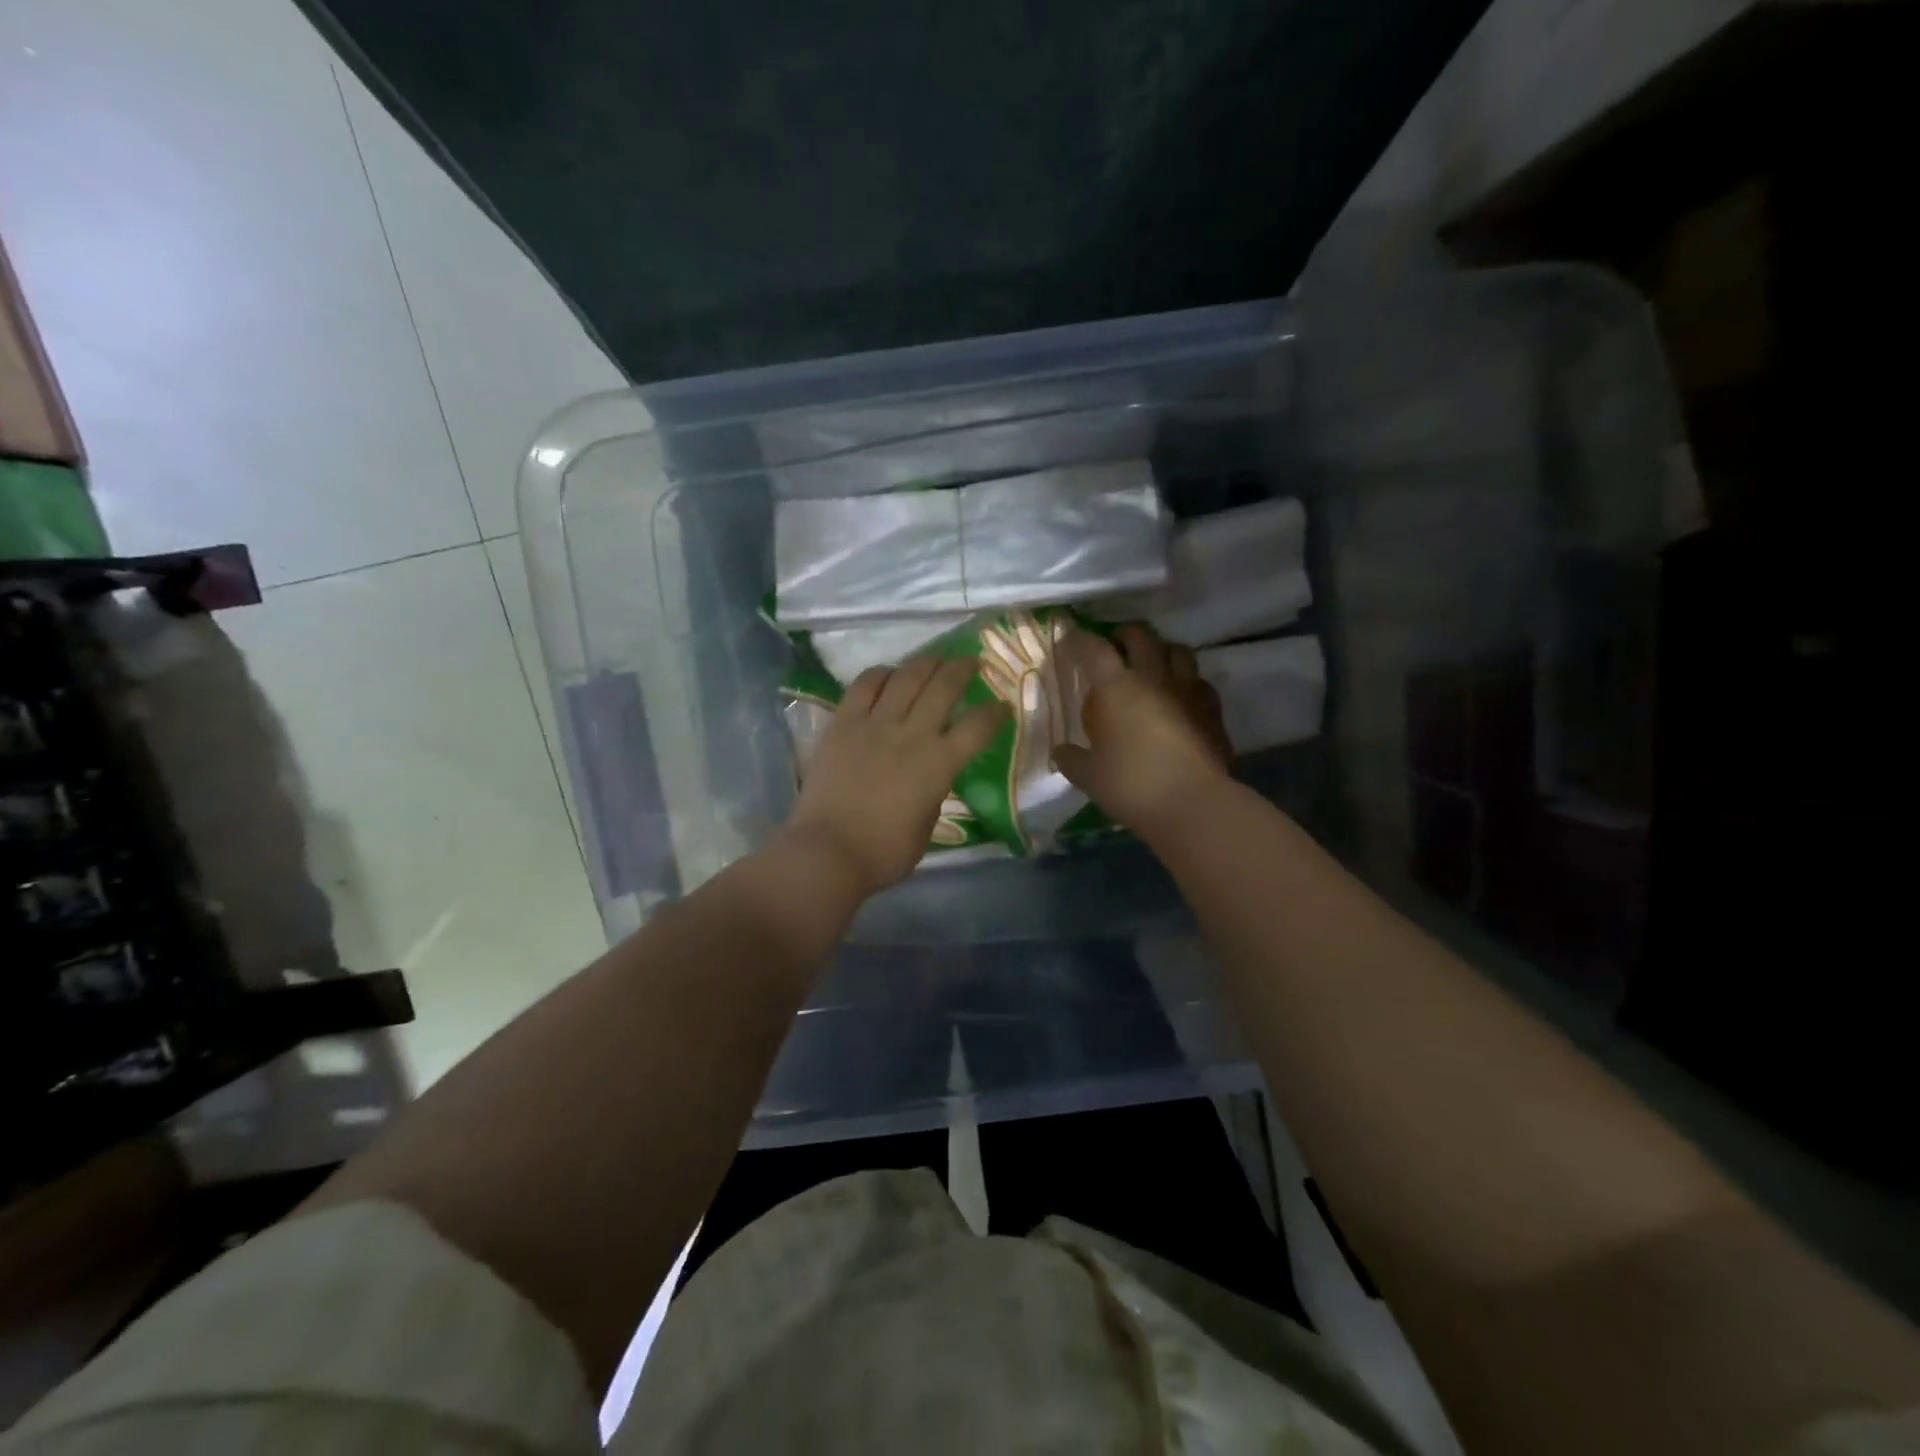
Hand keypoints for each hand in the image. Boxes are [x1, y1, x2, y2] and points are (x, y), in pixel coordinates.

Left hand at [782, 655, 1006, 895]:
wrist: (828, 851)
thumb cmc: (884, 852)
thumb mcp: (927, 824)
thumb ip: (935, 791)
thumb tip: (932, 774)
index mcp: (939, 764)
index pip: (978, 727)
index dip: (995, 713)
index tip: (1002, 705)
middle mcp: (911, 734)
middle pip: (943, 686)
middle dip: (962, 669)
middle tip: (971, 662)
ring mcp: (874, 724)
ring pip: (906, 676)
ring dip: (926, 662)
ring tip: (934, 660)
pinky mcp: (842, 723)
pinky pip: (865, 685)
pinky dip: (881, 674)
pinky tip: (888, 675)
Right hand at [1052, 624, 1231, 836]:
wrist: (1193, 804)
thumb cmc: (1132, 785)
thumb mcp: (1089, 776)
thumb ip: (1072, 759)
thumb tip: (1060, 752)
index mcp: (1116, 687)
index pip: (1093, 648)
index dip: (1077, 641)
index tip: (1067, 644)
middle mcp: (1153, 677)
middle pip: (1140, 636)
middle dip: (1123, 635)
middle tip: (1113, 646)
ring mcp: (1188, 690)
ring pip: (1177, 651)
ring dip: (1161, 651)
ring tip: (1151, 664)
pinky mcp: (1213, 710)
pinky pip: (1199, 682)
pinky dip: (1187, 681)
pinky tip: (1181, 697)